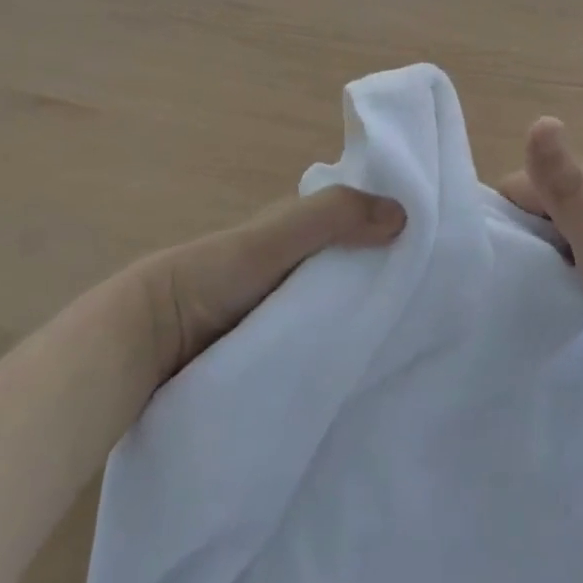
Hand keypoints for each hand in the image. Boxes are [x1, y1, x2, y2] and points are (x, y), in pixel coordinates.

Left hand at [126, 187, 405, 384]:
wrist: (149, 341)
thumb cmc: (215, 275)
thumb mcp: (275, 237)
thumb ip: (332, 218)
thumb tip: (404, 214)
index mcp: (291, 231)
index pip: (353, 223)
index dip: (387, 228)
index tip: (434, 249)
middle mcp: (290, 267)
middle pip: (348, 268)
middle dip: (382, 279)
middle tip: (432, 306)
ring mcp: (281, 312)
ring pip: (335, 309)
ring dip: (364, 319)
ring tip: (414, 342)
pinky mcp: (275, 352)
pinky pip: (318, 345)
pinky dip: (341, 350)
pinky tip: (370, 368)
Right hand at [499, 118, 582, 401]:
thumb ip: (562, 184)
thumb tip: (541, 119)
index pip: (526, 182)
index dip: (512, 217)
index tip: (517, 255)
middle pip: (546, 201)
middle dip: (532, 231)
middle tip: (536, 271)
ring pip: (567, 223)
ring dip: (552, 248)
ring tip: (556, 282)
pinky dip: (575, 260)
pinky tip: (582, 286)